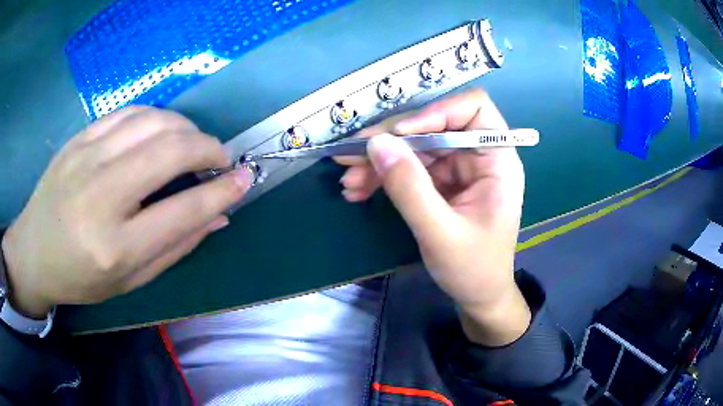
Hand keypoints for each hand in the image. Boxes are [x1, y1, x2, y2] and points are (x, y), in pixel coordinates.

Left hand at [2, 107, 251, 317]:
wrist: (34, 251)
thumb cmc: (81, 278)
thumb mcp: (130, 280)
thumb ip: (176, 247)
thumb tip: (219, 216)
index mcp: (115, 246)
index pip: (183, 210)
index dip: (222, 191)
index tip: (245, 179)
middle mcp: (100, 196)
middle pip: (170, 151)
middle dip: (208, 149)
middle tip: (219, 160)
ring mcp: (86, 159)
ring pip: (153, 121)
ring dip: (185, 128)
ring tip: (192, 144)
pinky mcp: (79, 138)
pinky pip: (129, 112)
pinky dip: (156, 117)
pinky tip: (161, 130)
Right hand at [335, 89, 529, 345]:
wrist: (478, 296)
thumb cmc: (474, 270)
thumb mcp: (441, 234)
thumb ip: (410, 188)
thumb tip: (376, 144)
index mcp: (497, 160)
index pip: (473, 109)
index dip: (435, 112)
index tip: (400, 134)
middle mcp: (478, 156)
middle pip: (432, 126)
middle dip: (391, 140)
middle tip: (350, 156)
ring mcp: (458, 169)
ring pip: (414, 146)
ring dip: (379, 160)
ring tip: (349, 182)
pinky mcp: (440, 182)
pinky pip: (408, 167)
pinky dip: (383, 176)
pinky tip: (359, 190)